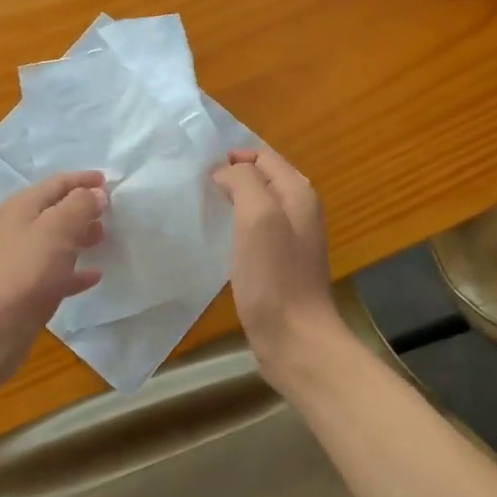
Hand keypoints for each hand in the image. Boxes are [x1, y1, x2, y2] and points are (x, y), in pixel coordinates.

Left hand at [0, 171, 107, 362]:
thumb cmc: (29, 268)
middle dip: (83, 207)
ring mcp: (21, 259)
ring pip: (56, 240)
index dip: (83, 180)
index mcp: (23, 206)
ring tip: (104, 237)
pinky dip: (75, 269)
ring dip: (80, 235)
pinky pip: (57, 272)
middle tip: (111, 211)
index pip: (57, 183)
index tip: (109, 182)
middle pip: (55, 210)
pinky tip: (95, 275)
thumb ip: (80, 205)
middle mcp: (18, 228)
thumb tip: (95, 194)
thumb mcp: (59, 227)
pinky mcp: (27, 288)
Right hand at [211, 150, 345, 384]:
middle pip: (263, 180)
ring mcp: (292, 240)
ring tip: (202, 208)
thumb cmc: (274, 276)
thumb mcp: (257, 216)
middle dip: (232, 176)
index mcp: (298, 194)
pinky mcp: (280, 265)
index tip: (200, 168)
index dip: (233, 157)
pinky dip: (236, 228)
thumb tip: (224, 172)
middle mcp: (300, 211)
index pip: (264, 157)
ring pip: (258, 206)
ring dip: (232, 202)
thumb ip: (243, 182)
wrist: (295, 339)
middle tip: (196, 185)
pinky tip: (217, 241)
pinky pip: (256, 233)